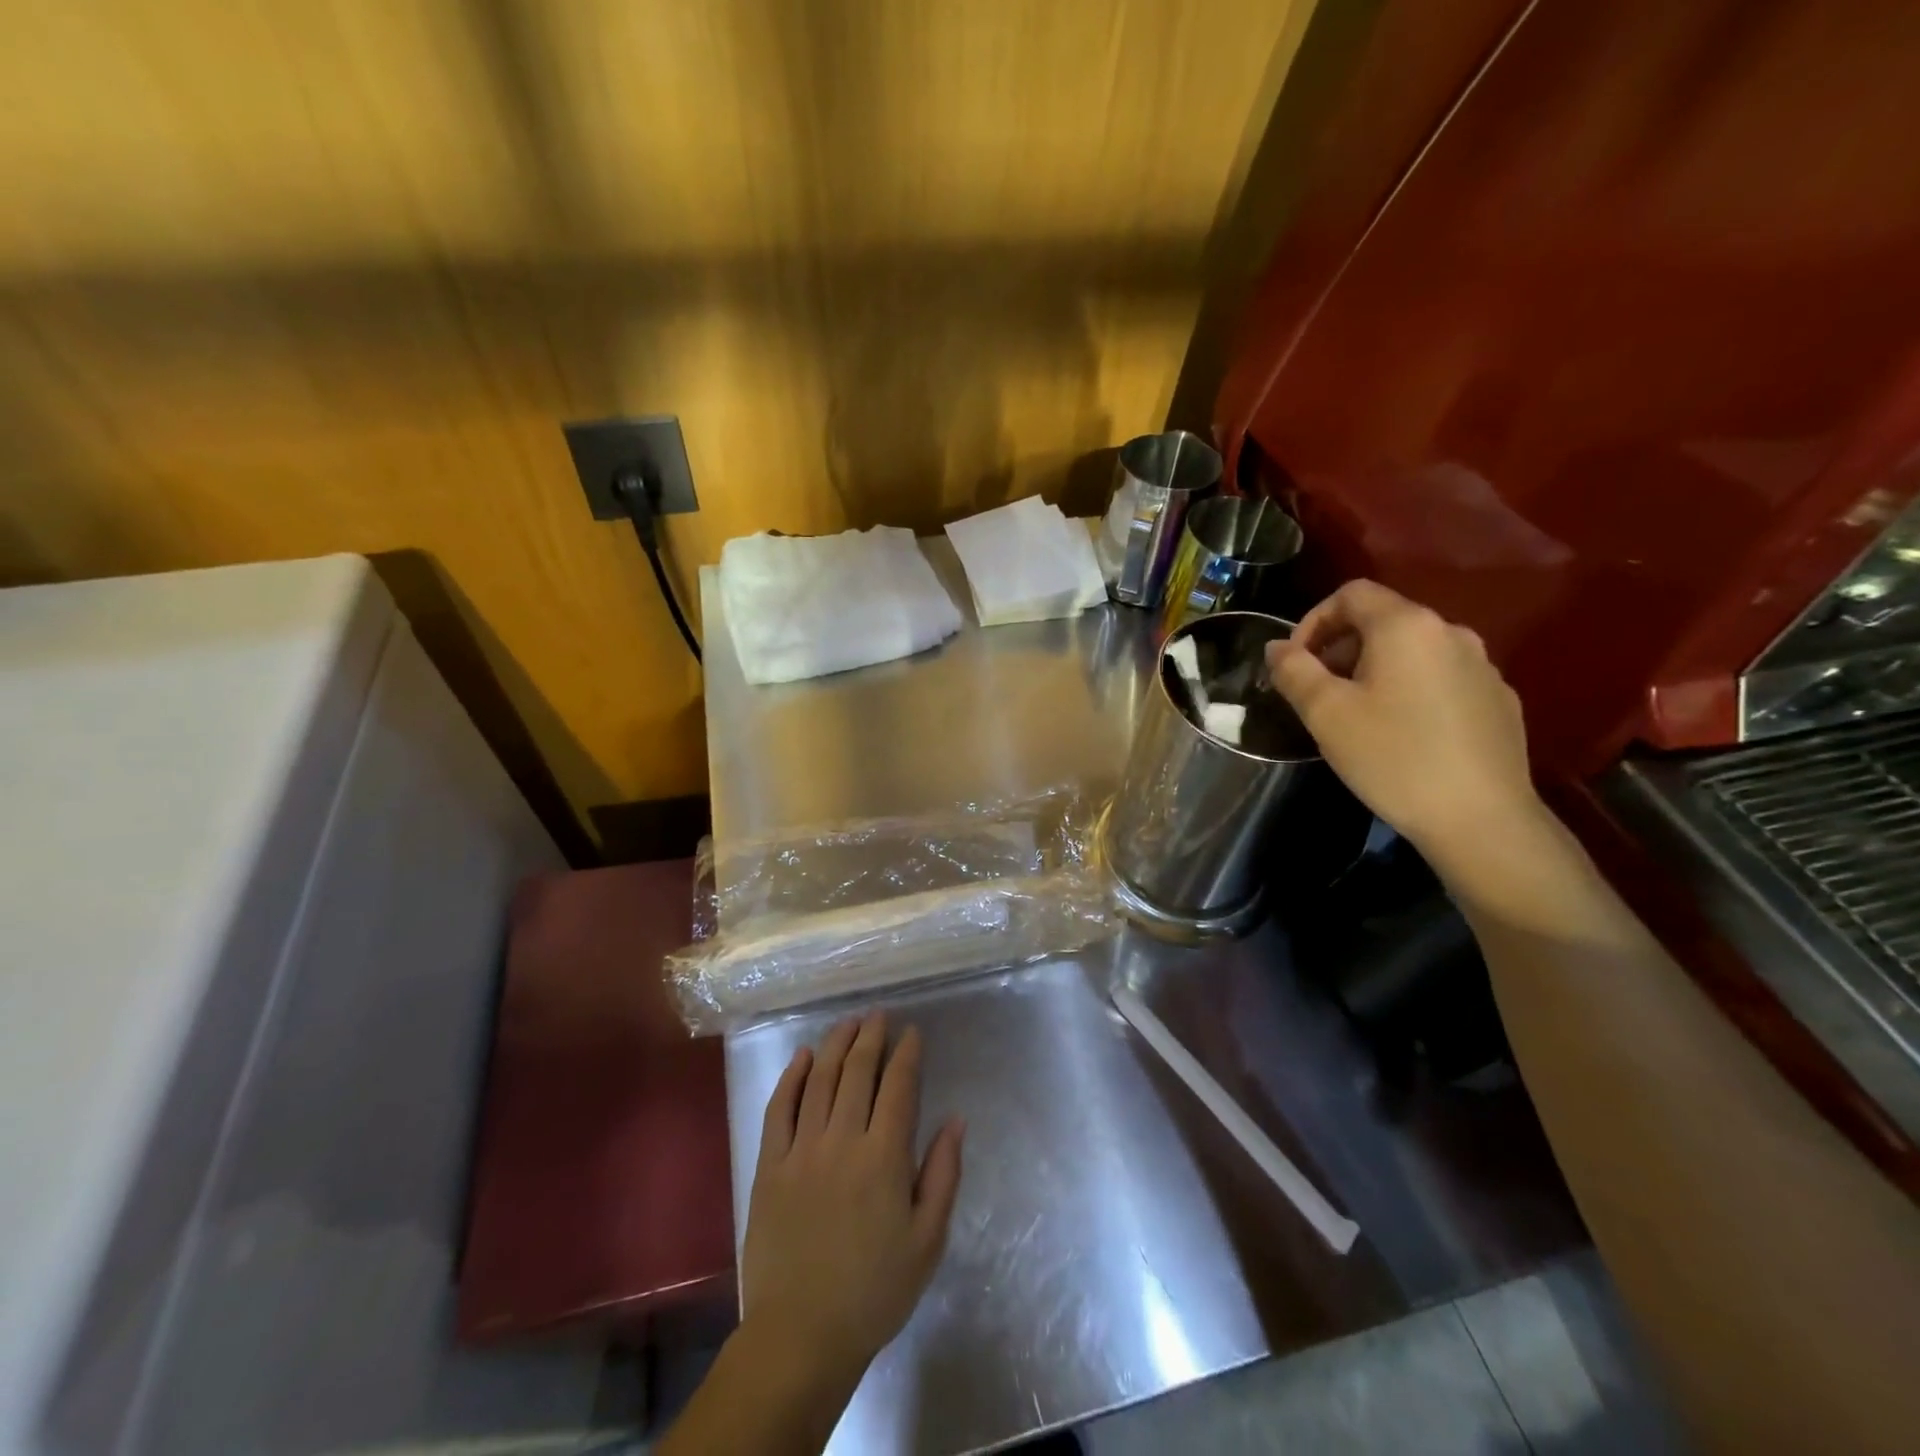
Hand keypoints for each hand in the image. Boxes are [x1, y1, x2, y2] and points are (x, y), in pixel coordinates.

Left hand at [740, 1011, 964, 1394]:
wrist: (801, 1335)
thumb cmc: (874, 1291)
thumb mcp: (927, 1241)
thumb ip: (943, 1175)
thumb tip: (956, 1120)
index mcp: (884, 1158)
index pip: (899, 1087)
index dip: (907, 1054)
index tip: (912, 1032)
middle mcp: (842, 1141)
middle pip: (858, 1072)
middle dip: (871, 1037)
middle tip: (878, 1015)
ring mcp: (801, 1150)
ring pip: (820, 1080)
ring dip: (835, 1045)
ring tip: (848, 1023)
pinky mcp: (769, 1165)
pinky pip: (779, 1109)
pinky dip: (792, 1077)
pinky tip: (802, 1056)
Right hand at [1264, 580, 1542, 861]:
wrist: (1480, 818)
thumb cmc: (1392, 757)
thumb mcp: (1325, 713)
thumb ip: (1294, 670)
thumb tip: (1277, 647)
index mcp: (1407, 626)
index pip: (1352, 594)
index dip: (1313, 620)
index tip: (1296, 663)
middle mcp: (1451, 632)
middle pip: (1383, 620)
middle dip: (1341, 648)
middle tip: (1318, 693)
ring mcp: (1481, 666)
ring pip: (1413, 651)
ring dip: (1374, 669)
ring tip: (1356, 715)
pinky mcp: (1498, 699)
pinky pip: (1441, 678)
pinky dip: (1410, 690)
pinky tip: (1402, 733)